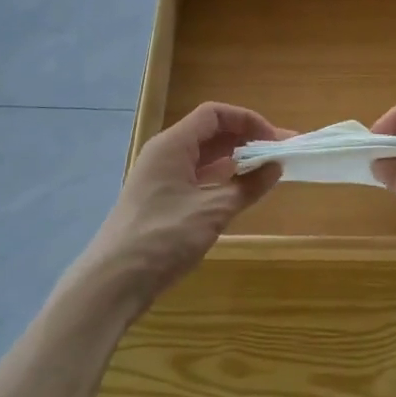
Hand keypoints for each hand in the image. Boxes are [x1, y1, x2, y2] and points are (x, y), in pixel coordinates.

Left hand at [81, 103, 287, 310]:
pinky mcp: (162, 202)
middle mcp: (165, 155)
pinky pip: (197, 178)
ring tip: (267, 172)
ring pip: (204, 158)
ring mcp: (161, 179)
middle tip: (281, 154)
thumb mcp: (213, 211)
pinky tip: (241, 192)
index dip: (248, 121)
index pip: (215, 115)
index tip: (275, 140)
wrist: (114, 281)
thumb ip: (248, 186)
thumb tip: (276, 167)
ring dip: (235, 161)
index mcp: (172, 145)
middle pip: (210, 133)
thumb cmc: (163, 237)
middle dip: (246, 140)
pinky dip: (222, 180)